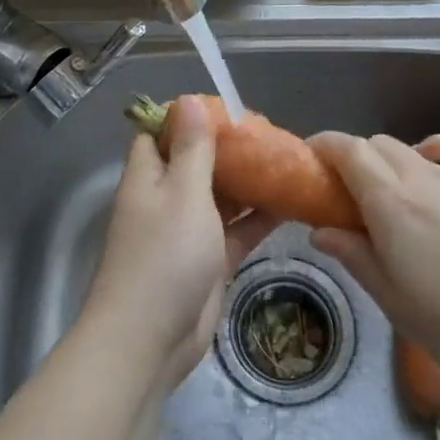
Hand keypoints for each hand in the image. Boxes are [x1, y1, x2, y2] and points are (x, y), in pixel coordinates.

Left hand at [83, 97, 277, 391]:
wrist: (150, 340)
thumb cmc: (164, 256)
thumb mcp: (183, 192)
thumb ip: (192, 148)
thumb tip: (187, 99)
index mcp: (149, 176)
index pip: (161, 133)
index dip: (189, 118)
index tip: (227, 108)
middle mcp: (165, 200)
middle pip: (196, 163)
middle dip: (229, 149)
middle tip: (270, 134)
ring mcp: (187, 233)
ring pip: (220, 197)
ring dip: (248, 182)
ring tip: (287, 161)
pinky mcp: (209, 262)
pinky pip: (236, 231)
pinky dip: (258, 218)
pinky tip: (291, 202)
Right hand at [308, 132, 439, 408]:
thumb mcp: (398, 305)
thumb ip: (356, 258)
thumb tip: (321, 229)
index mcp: (393, 205)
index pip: (347, 151)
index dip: (323, 147)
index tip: (309, 162)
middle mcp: (424, 177)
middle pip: (376, 145)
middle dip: (352, 160)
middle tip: (347, 198)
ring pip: (411, 148)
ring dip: (389, 162)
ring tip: (392, 196)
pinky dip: (435, 150)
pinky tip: (434, 169)